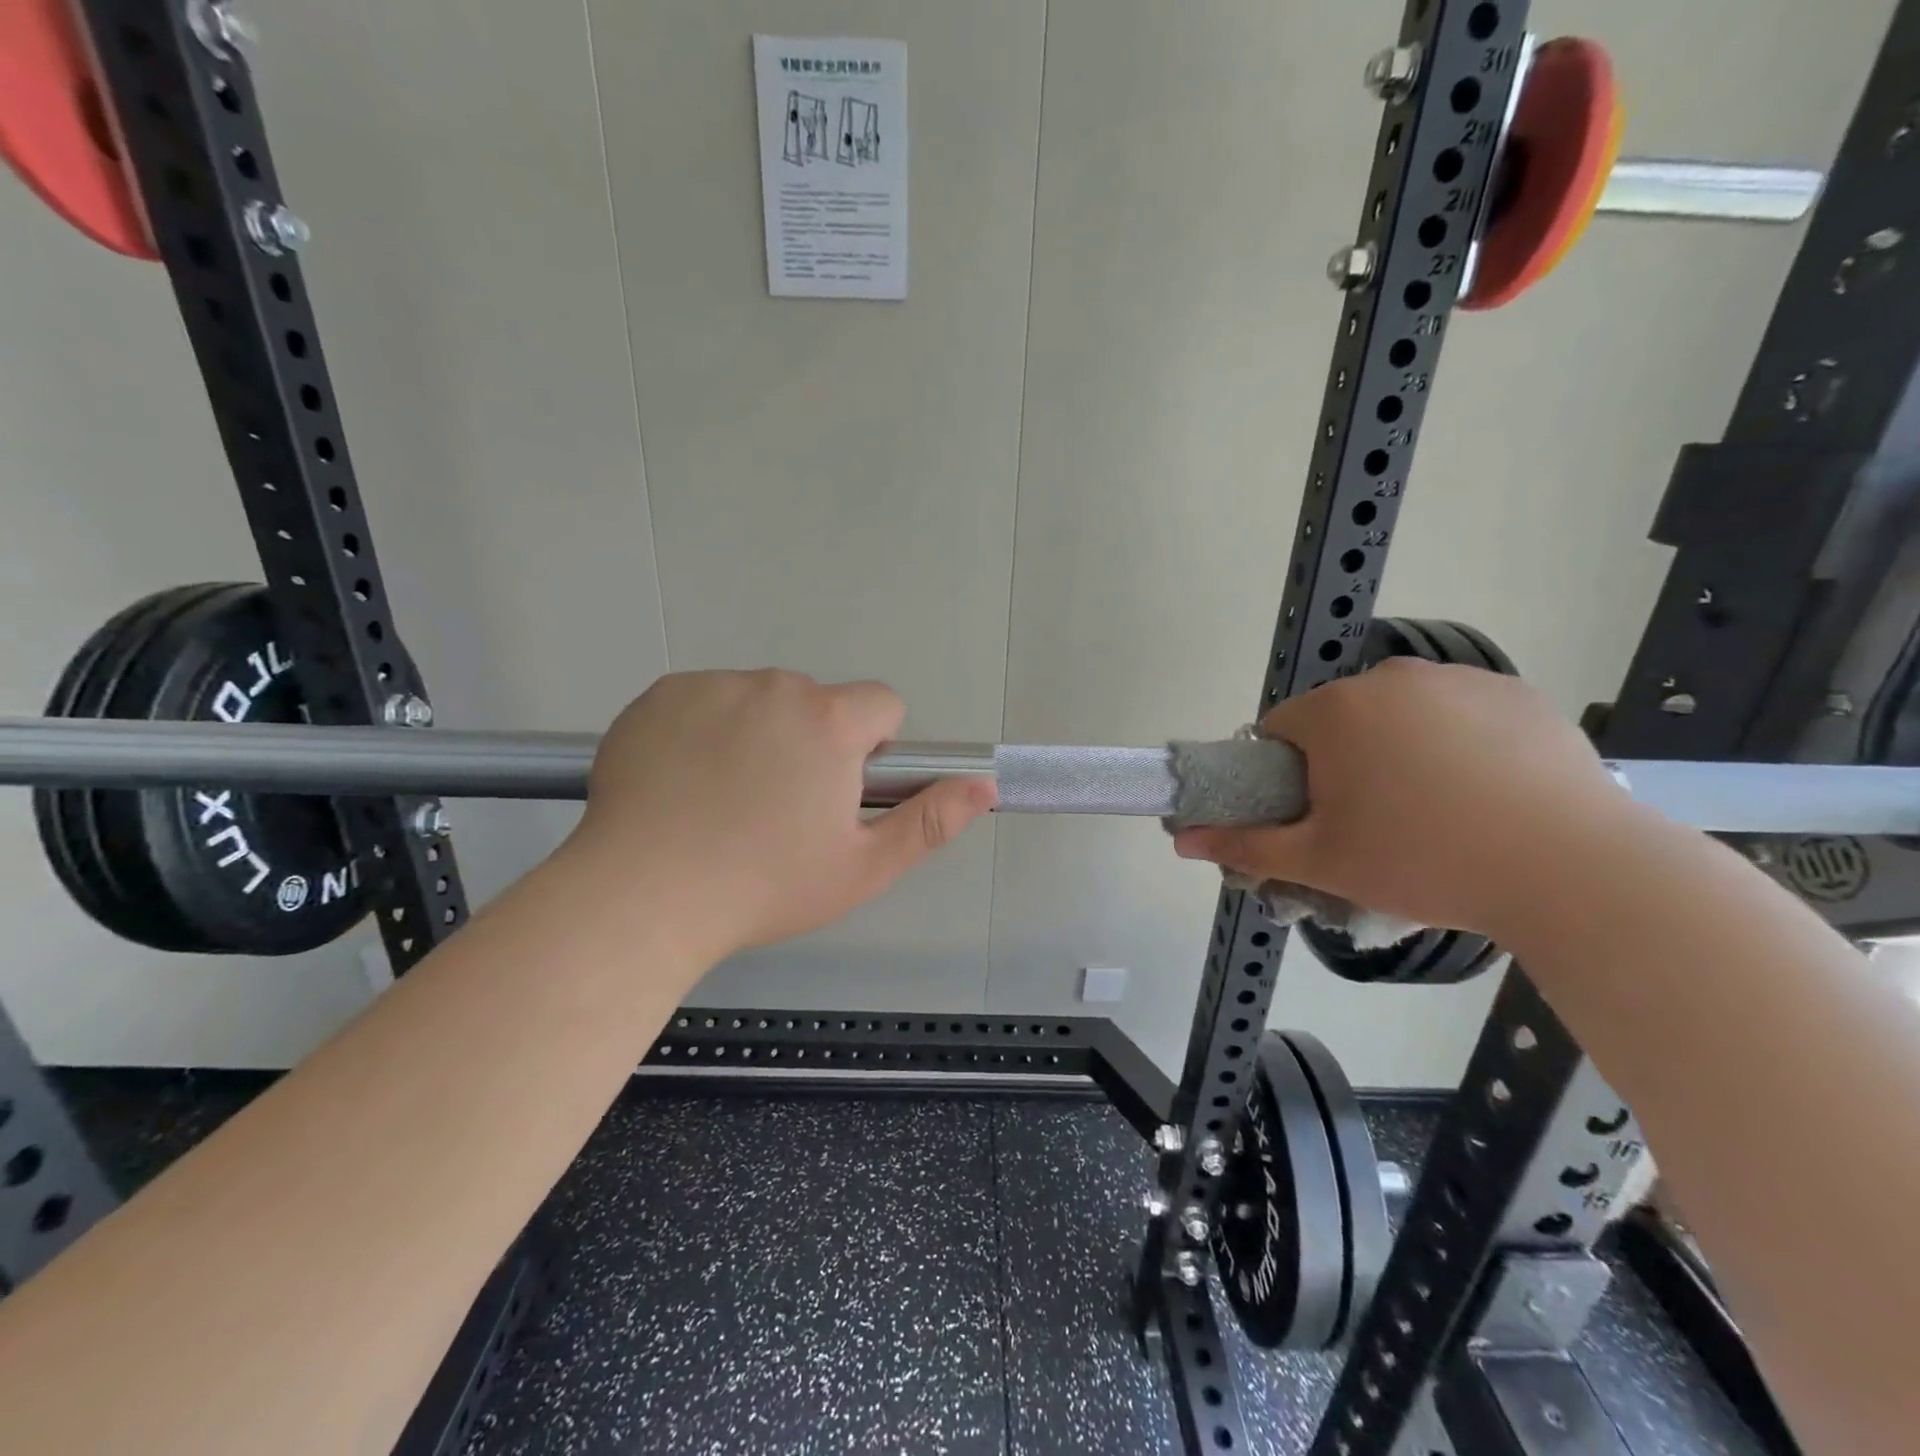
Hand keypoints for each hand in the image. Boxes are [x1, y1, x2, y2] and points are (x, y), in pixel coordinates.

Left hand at [570, 670, 994, 959]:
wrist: (641, 897)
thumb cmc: (764, 887)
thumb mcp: (863, 868)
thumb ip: (931, 821)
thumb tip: (984, 785)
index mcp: (829, 721)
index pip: (881, 703)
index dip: (871, 748)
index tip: (839, 792)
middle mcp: (773, 687)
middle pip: (817, 701)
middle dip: (812, 741)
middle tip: (778, 809)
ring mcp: (711, 685)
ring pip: (759, 700)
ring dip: (758, 734)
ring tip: (724, 801)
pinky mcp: (660, 695)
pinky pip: (704, 700)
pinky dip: (704, 730)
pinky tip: (683, 783)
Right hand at [1172, 659, 1631, 938]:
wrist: (1573, 871)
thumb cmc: (1425, 862)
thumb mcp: (1322, 862)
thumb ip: (1244, 845)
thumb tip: (1180, 839)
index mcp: (1336, 712)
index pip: (1279, 730)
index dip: (1286, 775)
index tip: (1317, 815)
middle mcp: (1390, 677)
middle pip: (1339, 718)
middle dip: (1342, 762)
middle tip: (1375, 822)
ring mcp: (1459, 679)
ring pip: (1398, 713)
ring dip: (1397, 749)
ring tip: (1437, 810)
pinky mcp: (1516, 692)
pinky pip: (1458, 711)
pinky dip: (1456, 741)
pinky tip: (1486, 791)